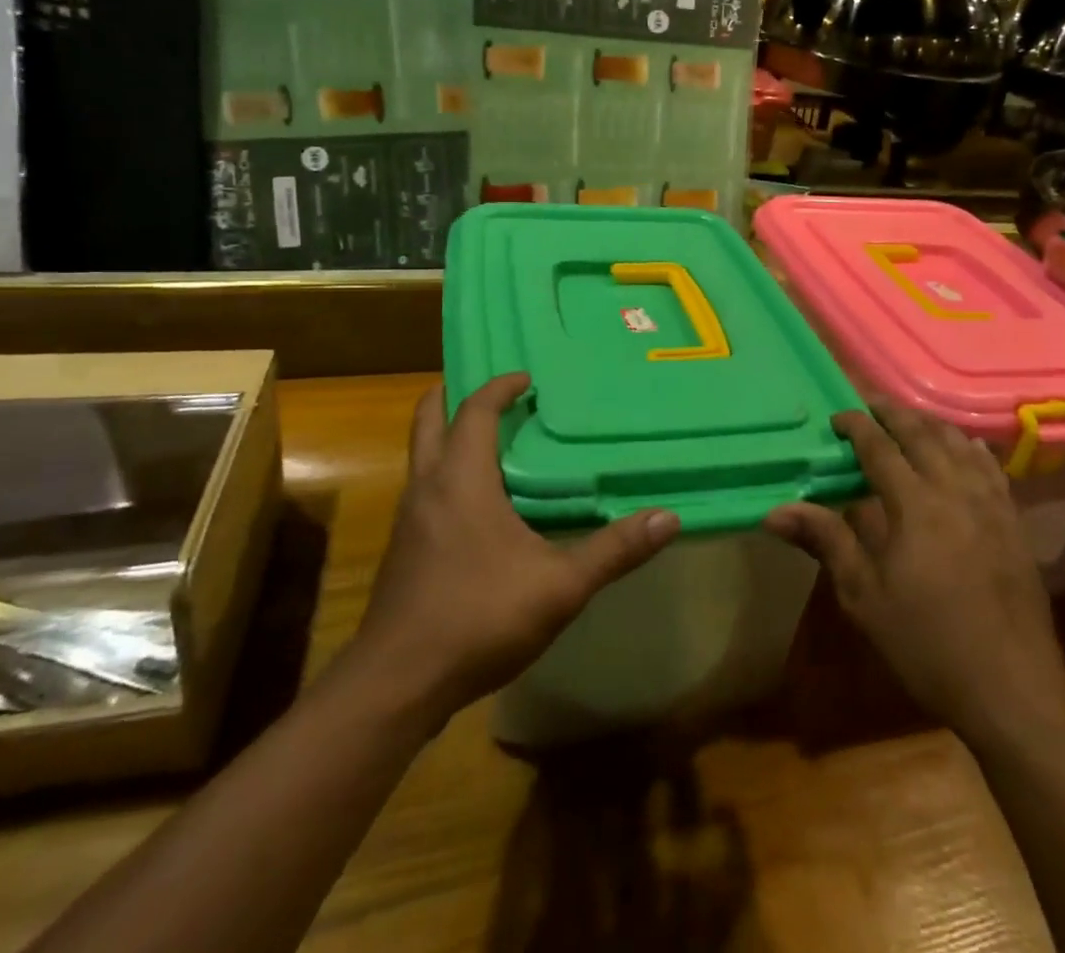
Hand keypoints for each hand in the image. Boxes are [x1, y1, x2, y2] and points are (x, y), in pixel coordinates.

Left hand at [348, 373, 680, 719]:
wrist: (396, 685)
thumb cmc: (478, 617)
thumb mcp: (560, 586)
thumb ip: (614, 550)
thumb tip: (668, 518)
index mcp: (461, 479)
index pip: (475, 410)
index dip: (499, 386)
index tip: (527, 378)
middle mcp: (427, 486)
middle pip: (428, 419)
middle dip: (454, 395)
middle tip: (492, 392)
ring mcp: (407, 519)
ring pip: (421, 455)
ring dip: (448, 435)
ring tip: (490, 441)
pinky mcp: (402, 550)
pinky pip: (422, 488)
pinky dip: (445, 472)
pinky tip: (476, 505)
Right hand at [765, 403, 1064, 747]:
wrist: (1011, 690)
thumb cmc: (926, 645)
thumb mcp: (865, 597)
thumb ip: (826, 541)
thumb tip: (775, 511)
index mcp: (915, 505)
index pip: (880, 447)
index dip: (856, 425)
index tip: (836, 417)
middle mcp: (955, 491)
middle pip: (922, 434)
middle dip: (893, 413)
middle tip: (869, 404)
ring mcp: (991, 505)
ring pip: (959, 444)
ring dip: (930, 424)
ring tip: (909, 419)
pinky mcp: (1014, 523)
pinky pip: (991, 468)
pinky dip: (970, 448)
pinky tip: (965, 448)